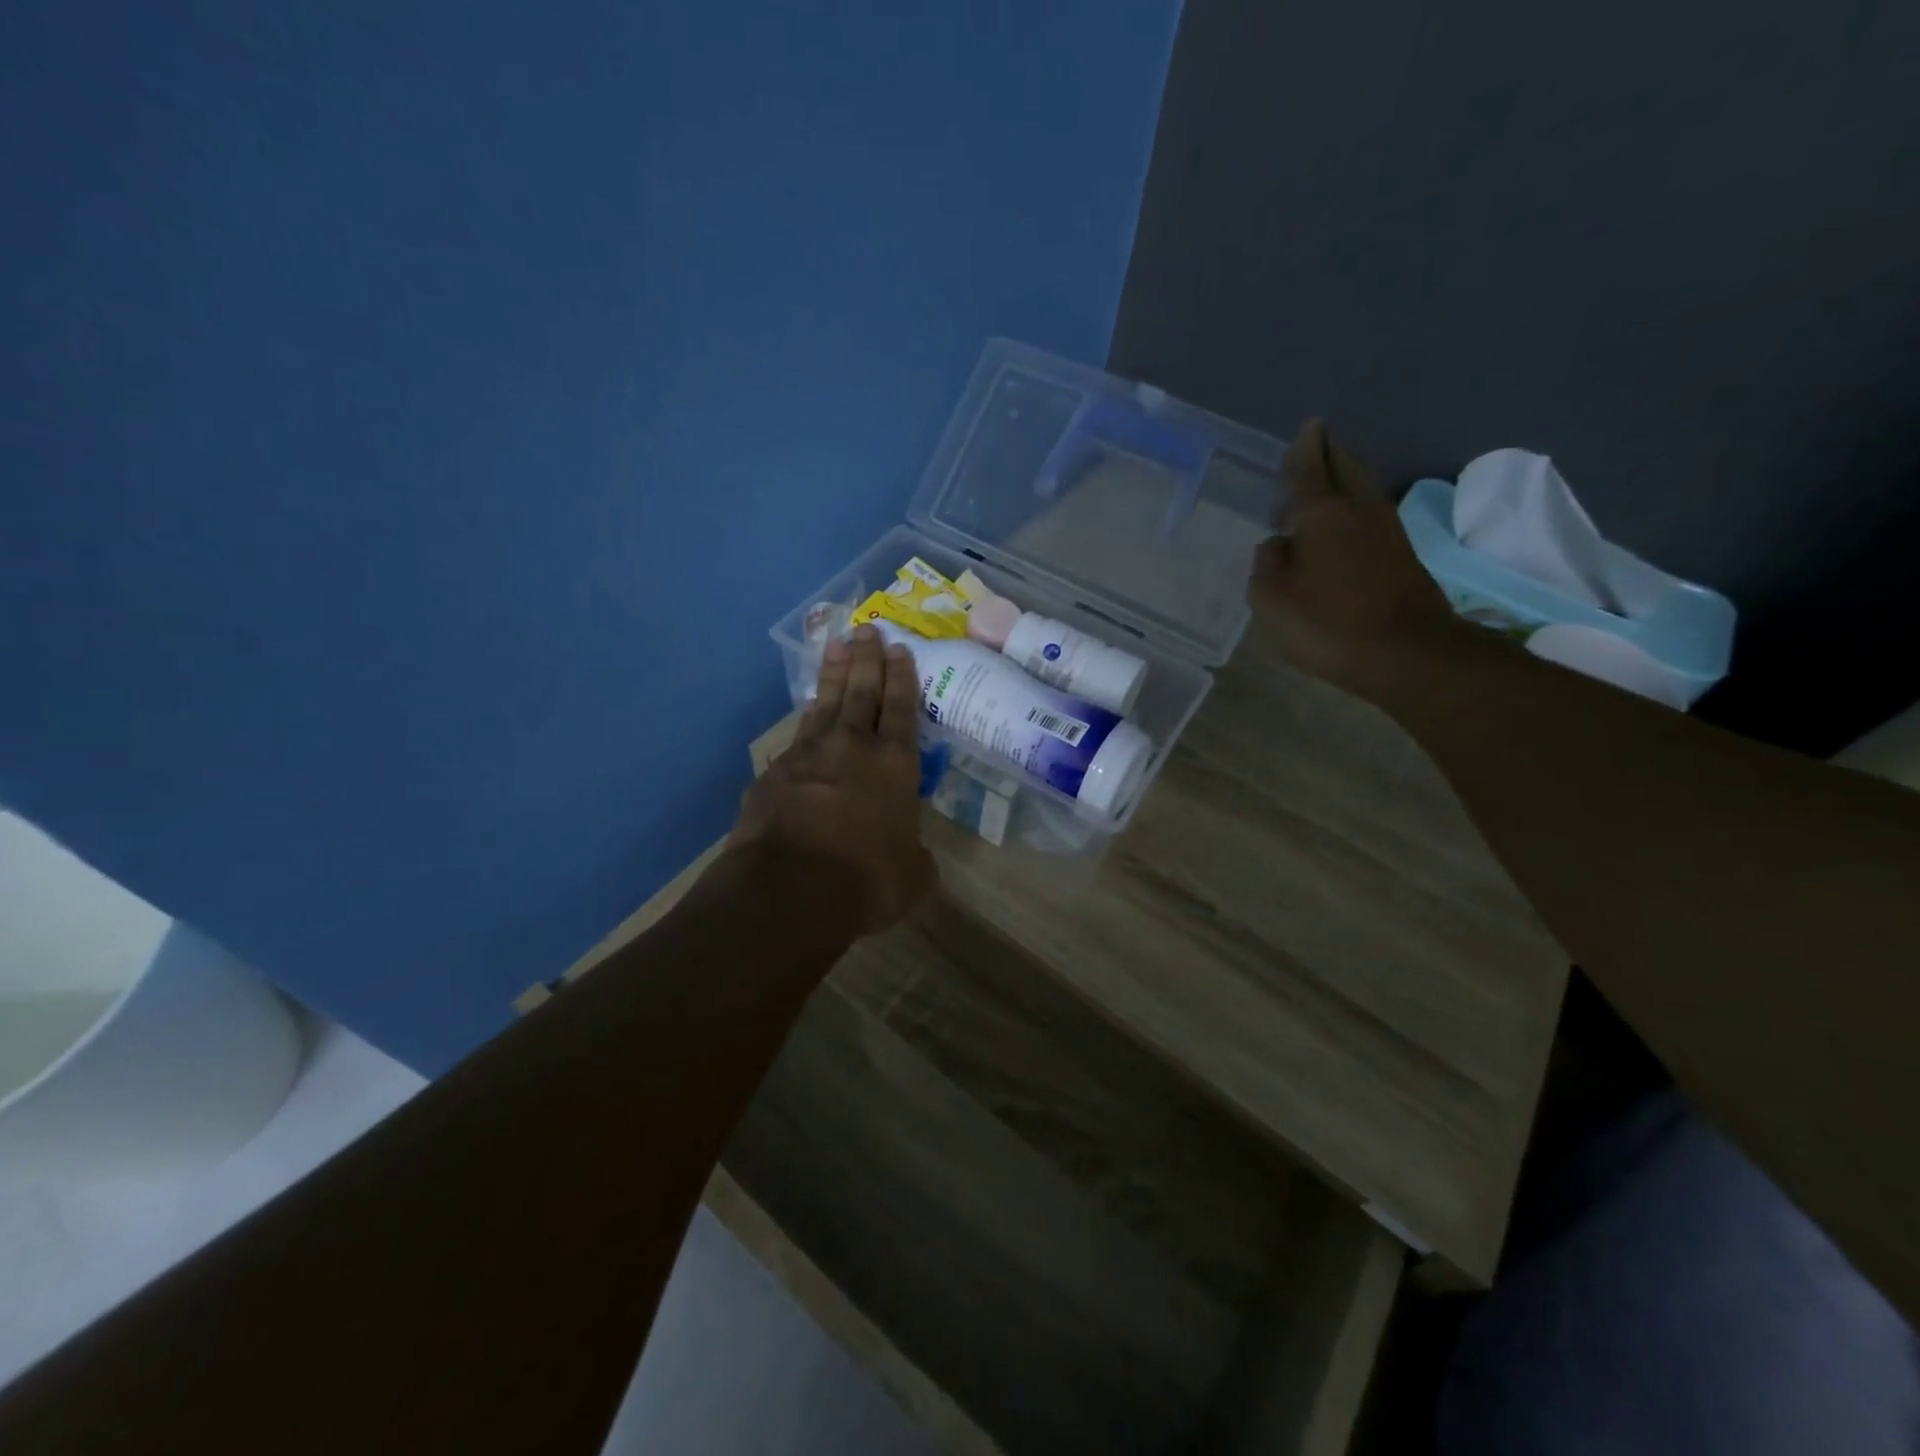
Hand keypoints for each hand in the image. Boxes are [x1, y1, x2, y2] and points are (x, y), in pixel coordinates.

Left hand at [730, 625, 936, 936]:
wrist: (789, 888)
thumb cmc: (866, 881)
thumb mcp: (913, 877)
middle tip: (869, 629)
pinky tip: (809, 707)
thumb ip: (915, 856)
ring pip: (827, 702)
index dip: (903, 678)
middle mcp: (854, 747)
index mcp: (895, 765)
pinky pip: (798, 732)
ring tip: (837, 645)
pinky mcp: (776, 771)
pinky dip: (807, 715)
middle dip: (868, 659)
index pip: (903, 709)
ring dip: (834, 673)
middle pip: (864, 691)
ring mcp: (810, 754)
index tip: (900, 649)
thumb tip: (912, 856)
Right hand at [1252, 419, 1461, 700]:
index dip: (1304, 448)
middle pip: (1345, 467)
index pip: (1308, 468)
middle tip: (1315, 446)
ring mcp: (1386, 531)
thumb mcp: (1271, 599)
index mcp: (1321, 514)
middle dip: (1330, 453)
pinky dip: (1352, 510)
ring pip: (1361, 490)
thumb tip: (1278, 543)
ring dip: (1342, 482)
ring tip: (1319, 489)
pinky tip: (1339, 527)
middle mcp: (1358, 510)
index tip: (1308, 427)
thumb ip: (1267, 564)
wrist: (1405, 654)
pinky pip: (1370, 516)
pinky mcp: (1402, 556)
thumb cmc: (1326, 623)